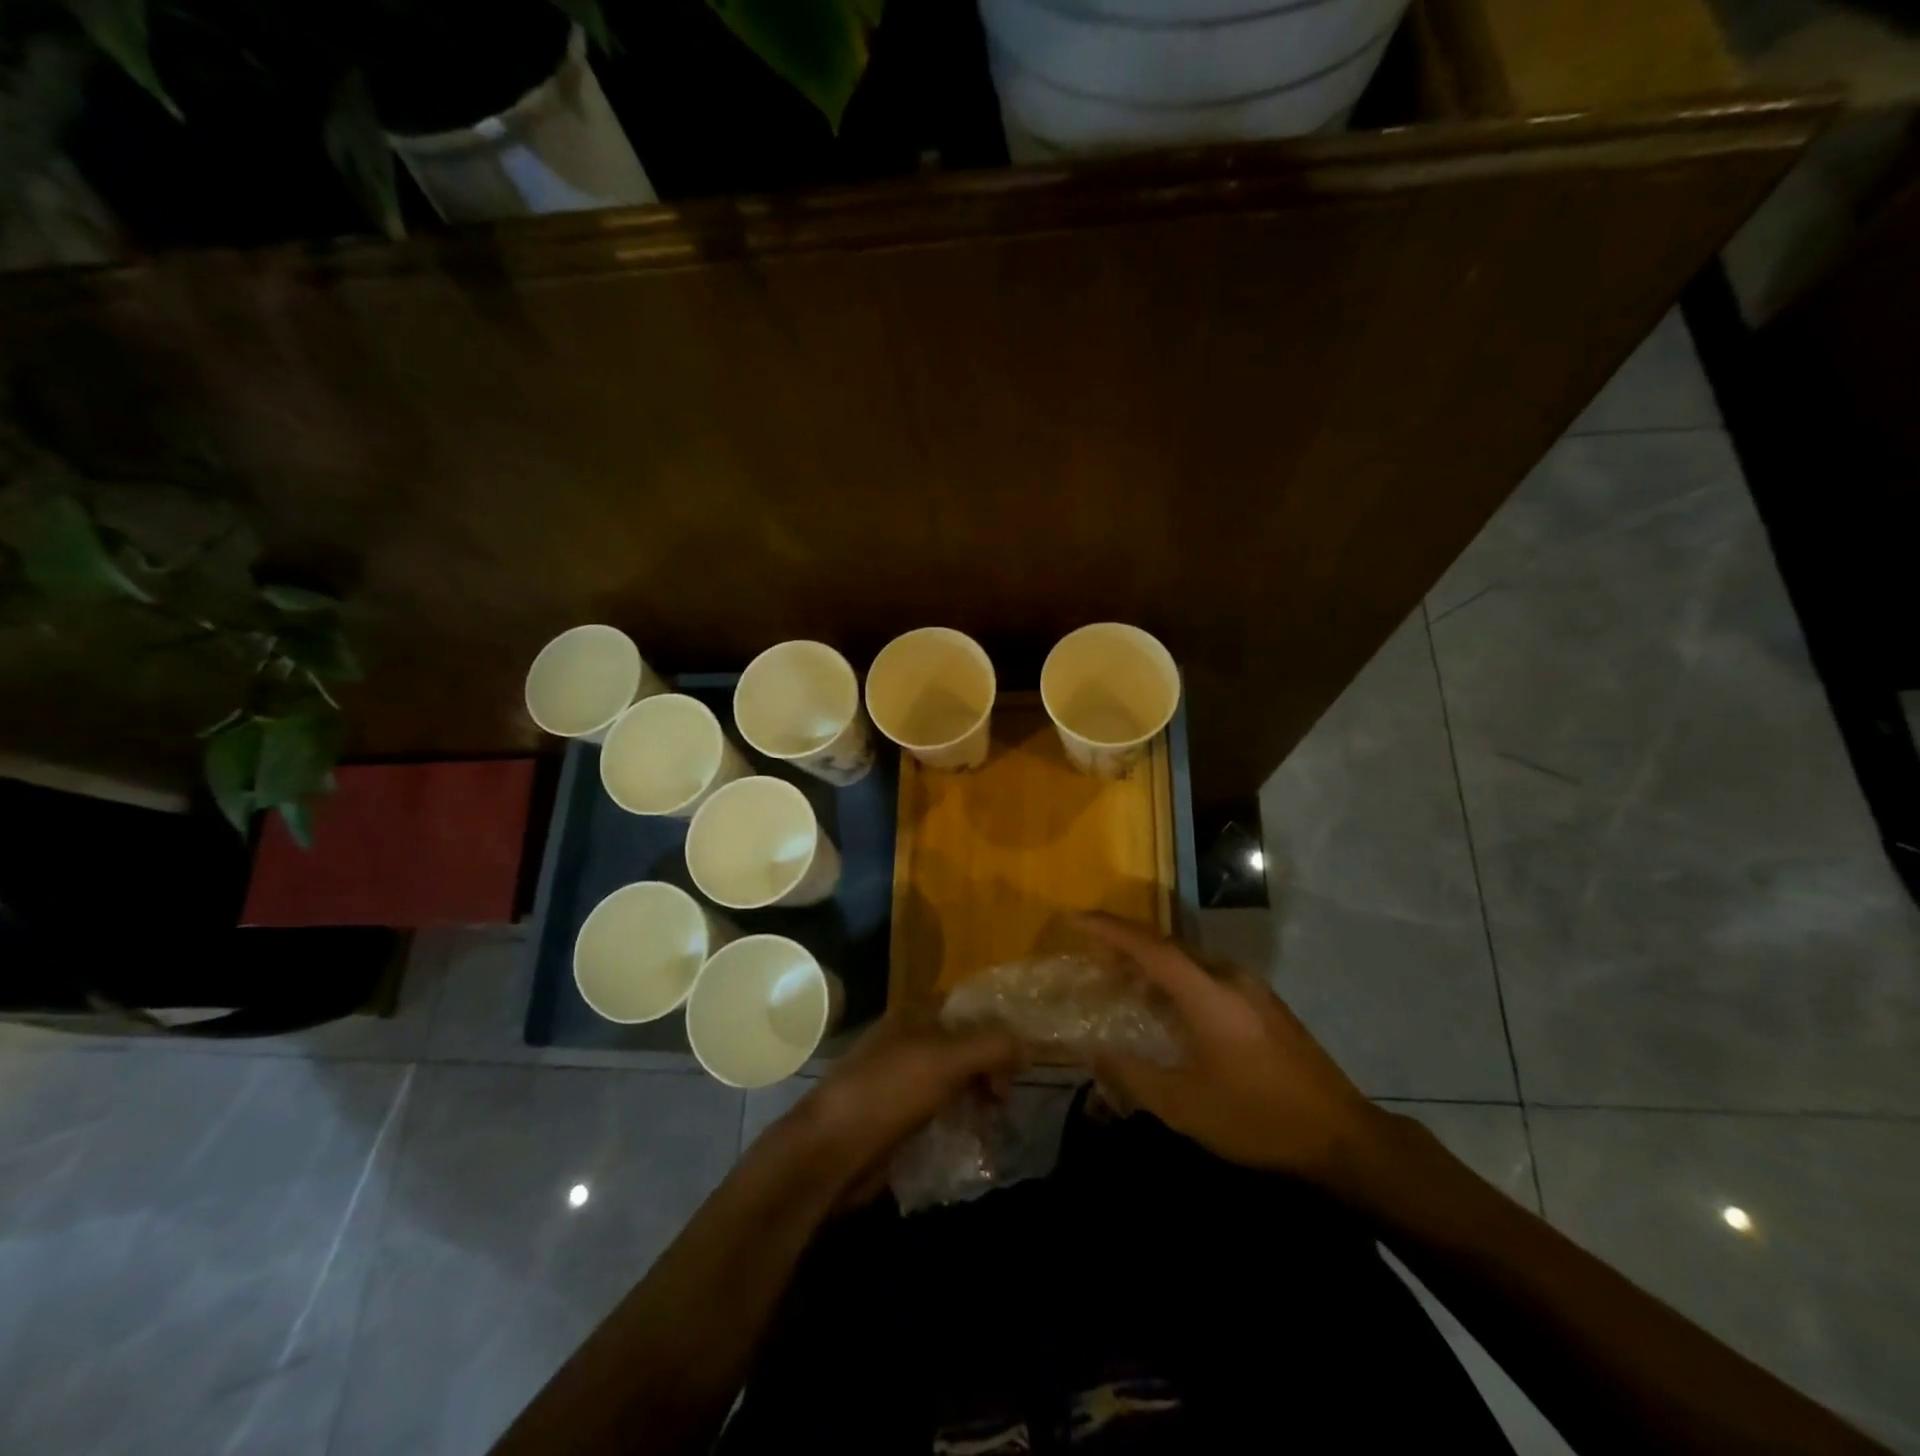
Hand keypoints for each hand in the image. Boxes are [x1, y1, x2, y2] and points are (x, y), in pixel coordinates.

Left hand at [776, 1015, 1019, 1204]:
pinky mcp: (896, 1114)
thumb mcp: (946, 1060)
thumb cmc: (888, 1092)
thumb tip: (1027, 1047)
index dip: (998, 1028)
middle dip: (990, 1067)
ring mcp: (900, 1078)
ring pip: (954, 1079)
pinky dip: (959, 1119)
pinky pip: (939, 1109)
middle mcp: (908, 1039)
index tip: (1022, 1059)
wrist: (829, 1151)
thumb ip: (992, 1046)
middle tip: (1005, 1099)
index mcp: (915, 1014)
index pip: (969, 1008)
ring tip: (992, 1121)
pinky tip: (972, 1138)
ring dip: (977, 1096)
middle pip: (964, 1044)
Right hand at [1078, 913, 1389, 1182]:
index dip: (1111, 930)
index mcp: (1208, 994)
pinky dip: (1180, 984)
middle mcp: (1230, 979)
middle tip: (1095, 958)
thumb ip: (1134, 1076)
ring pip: (1191, 963)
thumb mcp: (1186, 1107)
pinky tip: (1171, 1013)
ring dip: (1156, 968)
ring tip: (1127, 986)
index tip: (1078, 918)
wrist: (1344, 1138)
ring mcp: (1254, 991)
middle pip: (1170, 948)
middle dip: (1129, 947)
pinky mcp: (1267, 1007)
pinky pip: (1210, 979)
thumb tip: (1096, 1054)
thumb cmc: (1258, 1118)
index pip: (1151, 947)